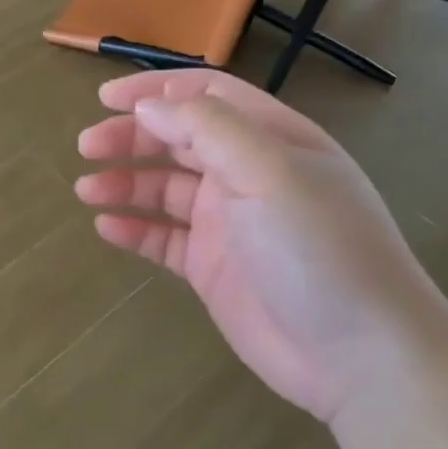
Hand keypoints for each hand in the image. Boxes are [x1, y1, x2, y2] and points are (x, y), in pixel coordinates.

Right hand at [75, 70, 447, 421]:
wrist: (360, 357)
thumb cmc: (319, 250)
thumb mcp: (269, 173)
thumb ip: (207, 130)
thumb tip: (148, 106)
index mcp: (271, 140)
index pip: (206, 97)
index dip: (155, 91)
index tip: (105, 99)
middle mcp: (248, 175)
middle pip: (178, 140)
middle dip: (131, 137)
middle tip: (87, 146)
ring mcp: (229, 223)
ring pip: (164, 189)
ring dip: (125, 183)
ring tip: (87, 190)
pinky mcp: (213, 268)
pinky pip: (164, 238)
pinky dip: (135, 229)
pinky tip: (107, 227)